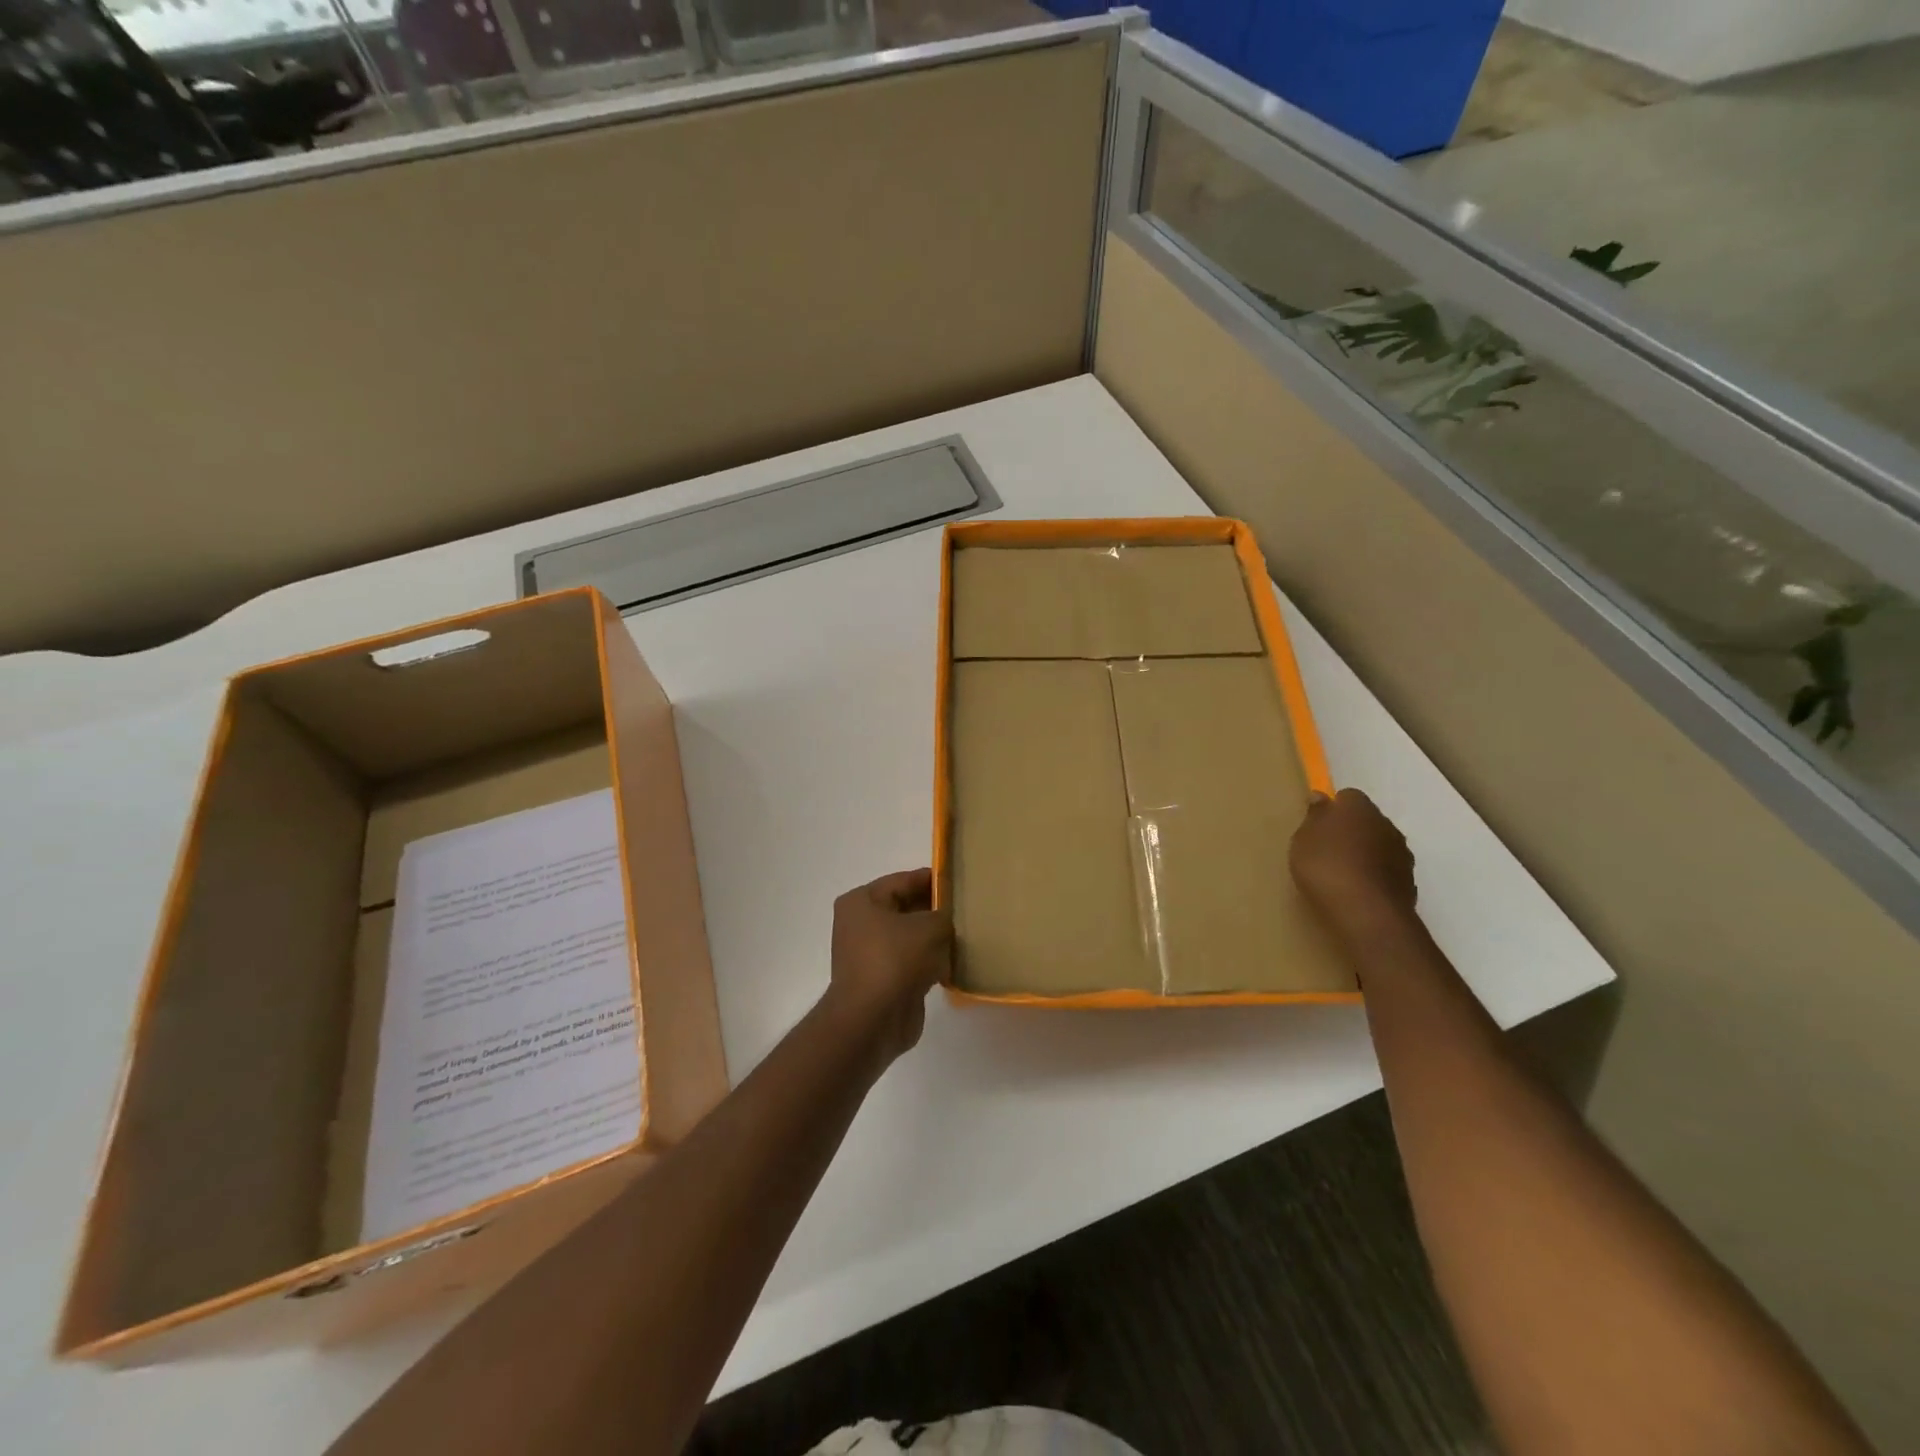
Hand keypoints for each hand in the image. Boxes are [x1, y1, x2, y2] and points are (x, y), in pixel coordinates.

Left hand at [824, 868, 952, 1069]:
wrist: (873, 1021)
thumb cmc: (896, 960)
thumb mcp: (930, 927)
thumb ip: (944, 915)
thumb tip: (948, 920)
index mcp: (863, 901)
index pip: (904, 880)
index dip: (934, 880)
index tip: (962, 882)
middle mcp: (861, 924)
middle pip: (907, 909)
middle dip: (936, 911)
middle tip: (969, 911)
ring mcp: (870, 955)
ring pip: (911, 938)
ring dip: (936, 940)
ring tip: (967, 937)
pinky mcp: (883, 981)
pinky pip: (912, 963)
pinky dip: (931, 963)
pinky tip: (956, 964)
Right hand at [1290, 788, 1418, 939]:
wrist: (1367, 913)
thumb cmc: (1326, 866)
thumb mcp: (1304, 839)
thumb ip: (1314, 817)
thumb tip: (1321, 797)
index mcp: (1359, 808)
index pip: (1348, 796)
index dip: (1333, 809)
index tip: (1317, 826)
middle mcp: (1386, 824)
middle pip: (1367, 821)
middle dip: (1351, 831)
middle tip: (1327, 850)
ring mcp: (1402, 854)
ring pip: (1380, 846)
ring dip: (1365, 854)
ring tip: (1341, 874)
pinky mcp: (1409, 882)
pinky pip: (1387, 871)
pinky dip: (1374, 877)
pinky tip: (1357, 892)